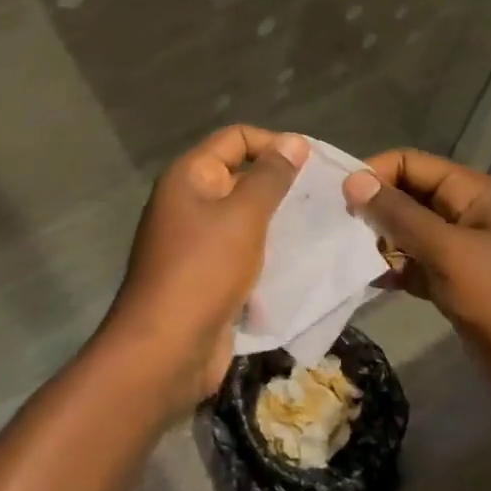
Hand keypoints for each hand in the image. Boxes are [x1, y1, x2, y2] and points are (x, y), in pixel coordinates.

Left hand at [99, 126, 307, 411]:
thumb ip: (271, 177)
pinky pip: (242, 251)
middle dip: (280, 184)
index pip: (235, 138)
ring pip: (244, 217)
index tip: (313, 163)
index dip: (273, 143)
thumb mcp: (243, 217)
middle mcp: (188, 201)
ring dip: (278, 221)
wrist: (165, 351)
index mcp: (189, 177)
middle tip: (325, 197)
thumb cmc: (203, 271)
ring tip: (322, 226)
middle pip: (240, 176)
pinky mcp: (206, 275)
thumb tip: (294, 141)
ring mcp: (195, 241)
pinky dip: (268, 252)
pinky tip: (302, 260)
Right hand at [343, 149, 490, 409]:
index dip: (376, 173)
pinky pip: (421, 265)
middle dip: (376, 208)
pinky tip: (368, 280)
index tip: (340, 197)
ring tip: (345, 254)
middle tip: (336, 227)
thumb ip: (399, 215)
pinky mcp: (463, 285)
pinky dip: (397, 269)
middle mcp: (472, 214)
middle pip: (412, 196)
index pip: (414, 164)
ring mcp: (468, 251)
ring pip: (414, 233)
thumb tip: (353, 179)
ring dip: (382, 241)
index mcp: (478, 193)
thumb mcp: (449, 253)